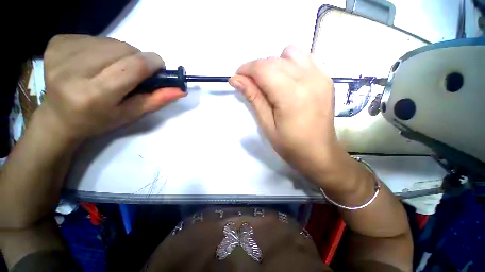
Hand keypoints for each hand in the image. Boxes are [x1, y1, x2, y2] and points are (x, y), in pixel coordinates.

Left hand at [39, 34, 185, 140]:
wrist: (59, 117)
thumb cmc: (100, 120)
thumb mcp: (133, 114)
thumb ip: (157, 100)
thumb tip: (181, 89)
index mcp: (94, 94)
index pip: (134, 66)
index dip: (153, 62)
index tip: (159, 67)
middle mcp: (73, 71)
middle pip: (123, 49)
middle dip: (136, 59)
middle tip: (132, 73)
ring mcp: (61, 53)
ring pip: (110, 41)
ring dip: (120, 53)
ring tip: (112, 68)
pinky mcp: (56, 43)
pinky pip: (93, 37)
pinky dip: (102, 48)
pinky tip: (94, 62)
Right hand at [229, 46, 353, 186]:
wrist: (320, 153)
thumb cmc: (290, 145)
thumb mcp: (267, 125)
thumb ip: (254, 98)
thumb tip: (236, 79)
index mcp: (291, 94)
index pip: (263, 68)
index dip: (246, 69)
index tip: (238, 78)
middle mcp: (308, 78)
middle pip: (274, 59)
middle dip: (258, 69)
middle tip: (253, 86)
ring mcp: (321, 76)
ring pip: (291, 53)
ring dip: (276, 64)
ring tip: (273, 83)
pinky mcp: (327, 78)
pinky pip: (305, 58)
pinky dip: (291, 64)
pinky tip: (289, 82)